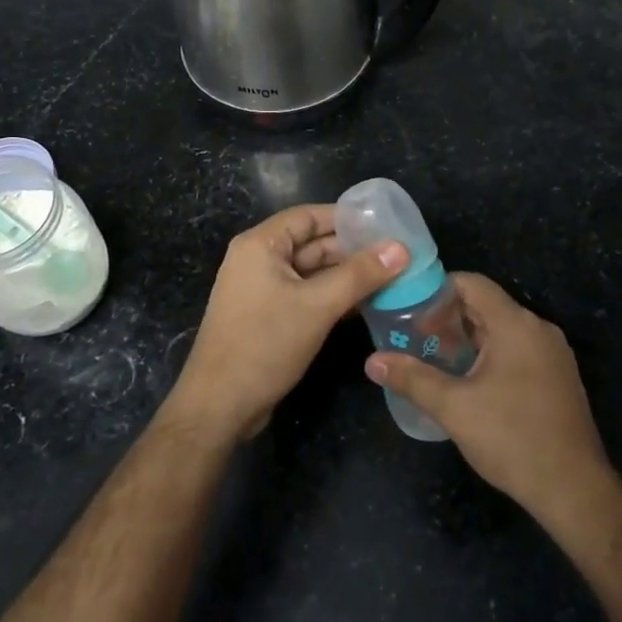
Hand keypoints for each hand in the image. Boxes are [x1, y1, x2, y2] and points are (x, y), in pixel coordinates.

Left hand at [165, 204, 406, 442]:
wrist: (220, 405)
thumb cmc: (265, 344)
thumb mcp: (318, 306)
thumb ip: (360, 275)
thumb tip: (401, 248)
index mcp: (260, 245)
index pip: (309, 216)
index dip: (347, 218)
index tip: (386, 223)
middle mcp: (258, 260)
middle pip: (312, 244)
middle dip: (352, 250)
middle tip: (397, 255)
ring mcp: (262, 290)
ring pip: (312, 273)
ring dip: (346, 276)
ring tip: (391, 278)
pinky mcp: (268, 316)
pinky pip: (306, 295)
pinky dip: (333, 297)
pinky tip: (366, 304)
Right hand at [366, 274, 612, 523]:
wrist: (573, 489)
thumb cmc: (511, 438)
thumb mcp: (453, 408)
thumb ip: (411, 378)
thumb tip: (371, 361)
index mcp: (516, 324)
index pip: (472, 283)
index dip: (437, 289)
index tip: (409, 309)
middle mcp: (538, 329)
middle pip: (486, 305)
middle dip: (448, 318)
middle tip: (415, 337)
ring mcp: (553, 354)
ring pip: (502, 330)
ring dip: (468, 338)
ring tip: (435, 359)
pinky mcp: (559, 377)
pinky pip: (518, 350)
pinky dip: (490, 355)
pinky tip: (469, 382)